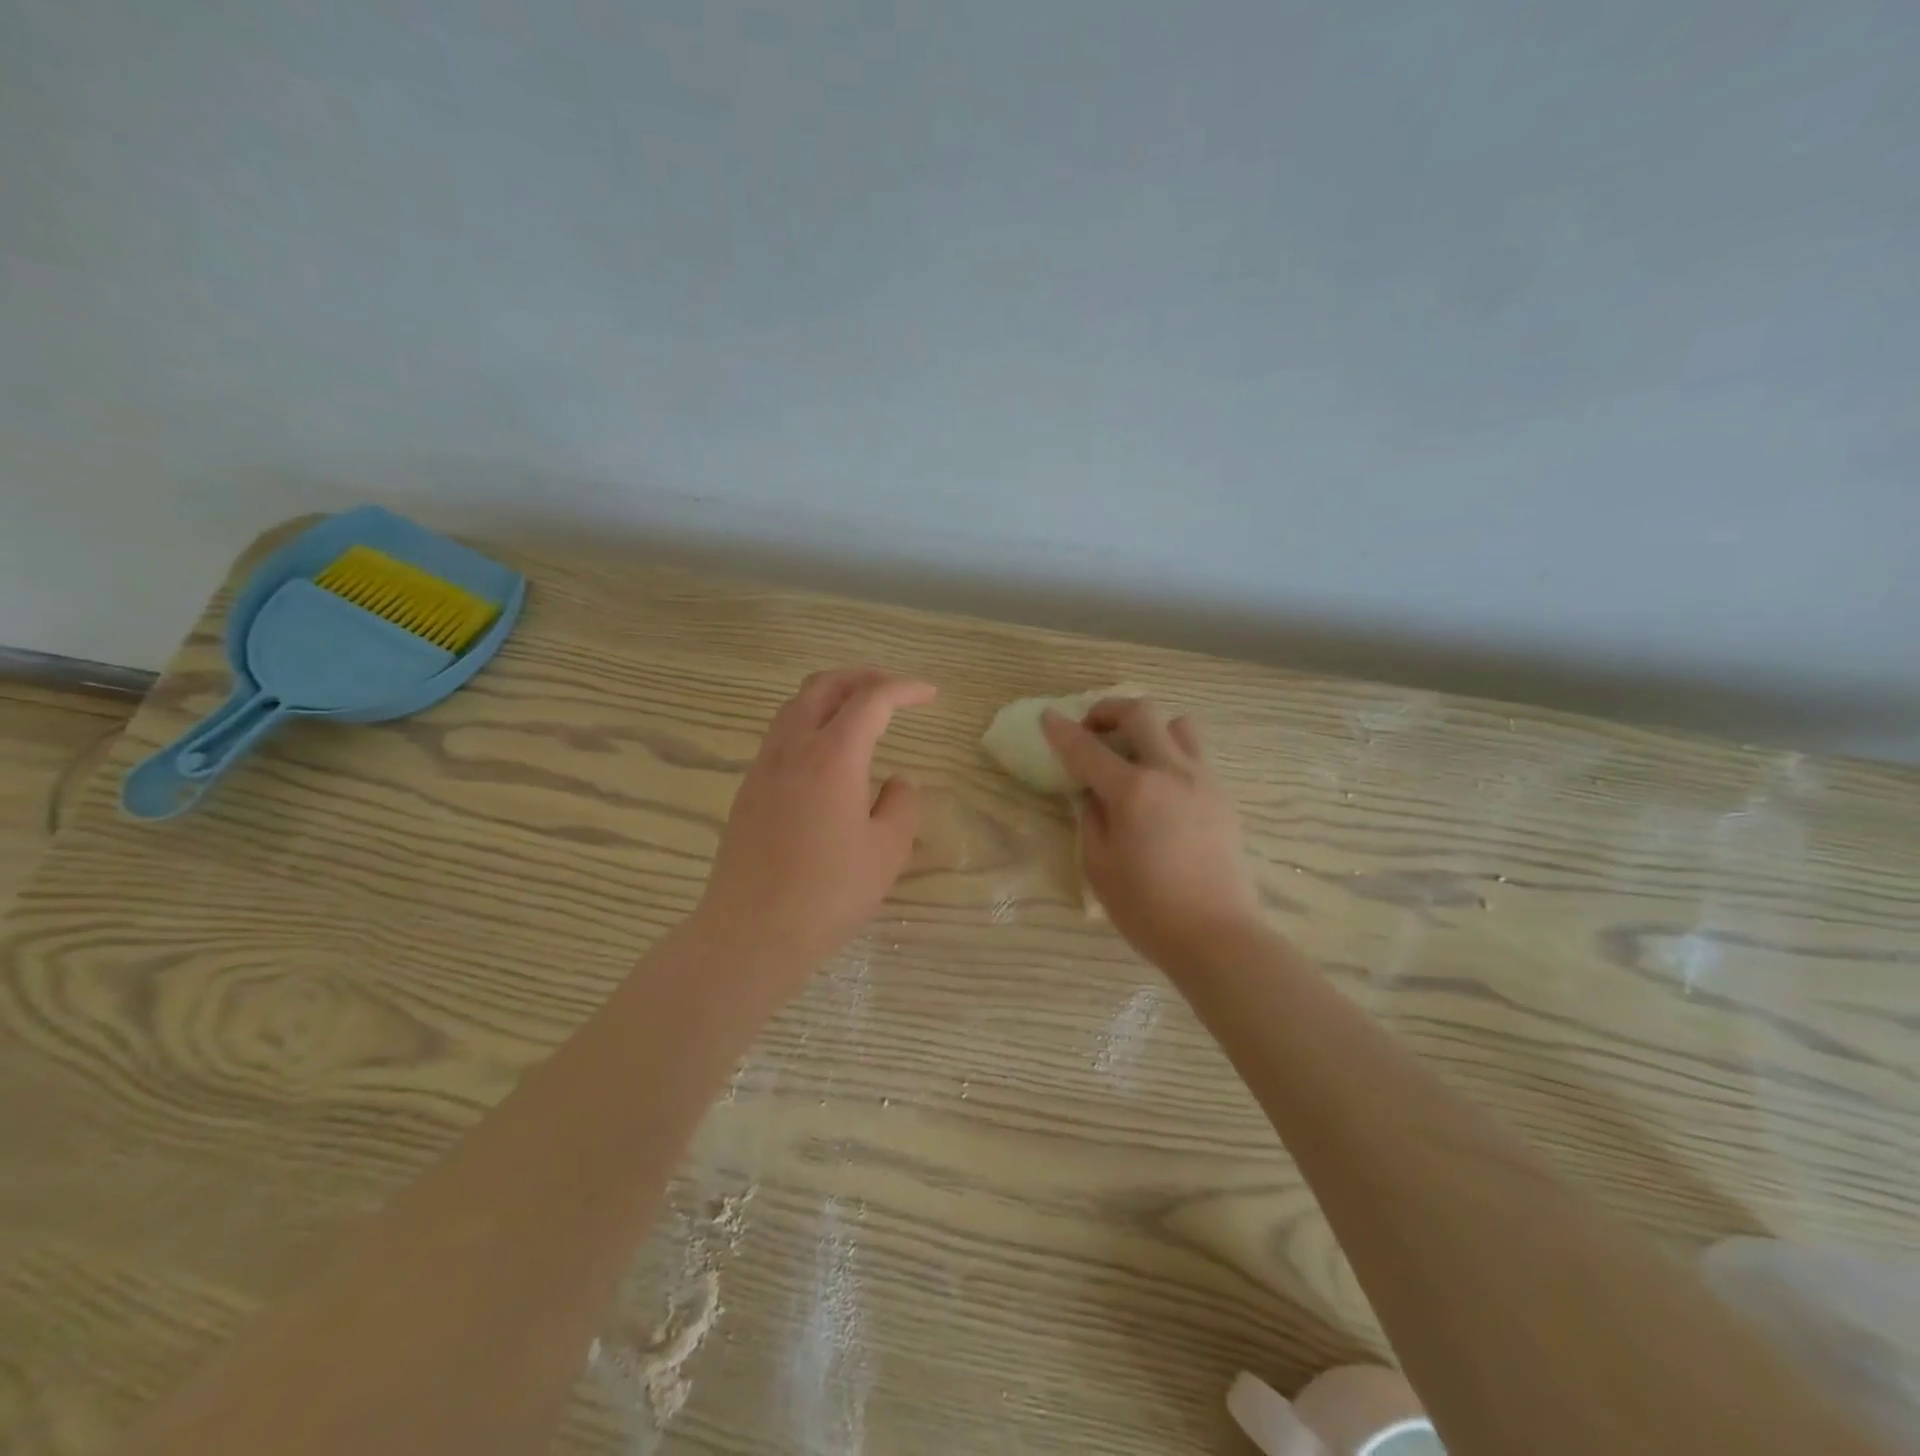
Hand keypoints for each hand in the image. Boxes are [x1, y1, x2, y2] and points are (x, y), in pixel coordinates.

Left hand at [695, 668, 934, 978]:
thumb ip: (901, 805)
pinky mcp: (748, 791)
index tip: (930, 695)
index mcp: (832, 756)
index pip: (871, 700)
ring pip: (795, 706)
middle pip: (824, 686)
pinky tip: (827, 756)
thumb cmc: (828, 894)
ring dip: (831, 696)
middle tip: (894, 692)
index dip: (904, 689)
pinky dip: (809, 723)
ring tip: (861, 714)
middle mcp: (793, 749)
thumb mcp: (886, 852)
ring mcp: (764, 768)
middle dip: (863, 678)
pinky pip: (780, 735)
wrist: (750, 933)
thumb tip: (897, 782)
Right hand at [1041, 697, 1264, 973]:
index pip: (1087, 749)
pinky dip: (1171, 755)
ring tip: (1134, 755)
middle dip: (1108, 710)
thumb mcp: (1099, 867)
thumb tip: (1093, 794)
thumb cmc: (1148, 909)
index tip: (1047, 717)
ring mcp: (1203, 781)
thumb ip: (1092, 819)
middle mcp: (1171, 773)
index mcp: (1134, 791)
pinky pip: (1195, 755)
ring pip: (1179, 725)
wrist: (1218, 936)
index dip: (1062, 730)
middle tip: (1092, 730)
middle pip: (1141, 713)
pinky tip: (1160, 789)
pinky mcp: (1223, 797)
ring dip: (1150, 728)